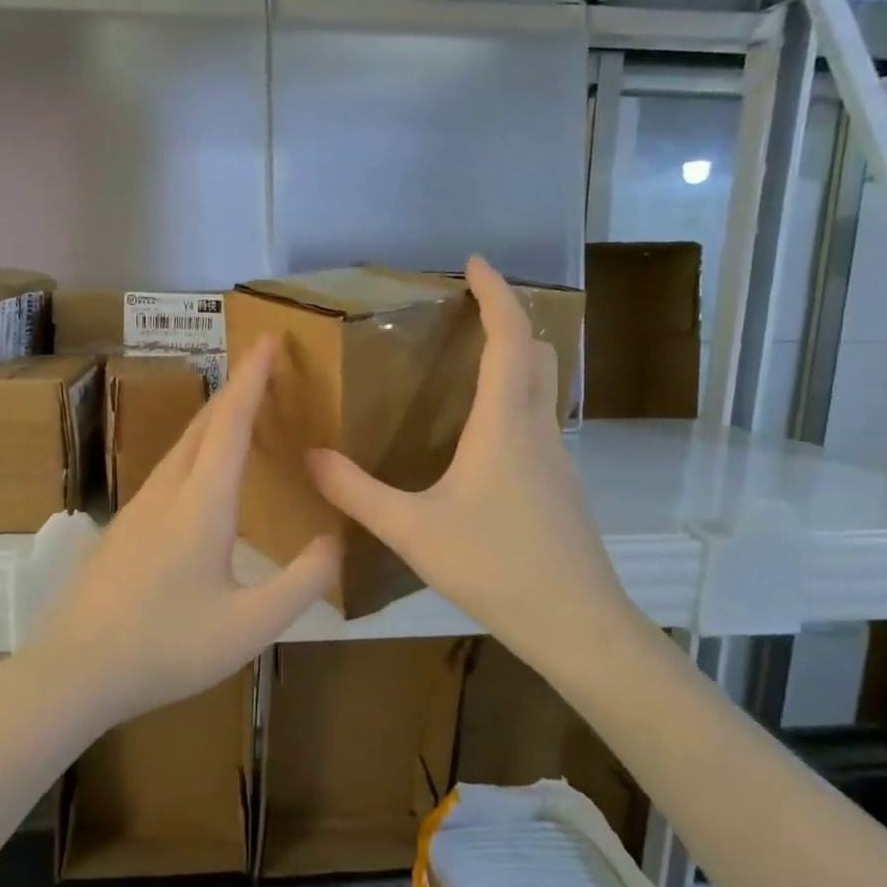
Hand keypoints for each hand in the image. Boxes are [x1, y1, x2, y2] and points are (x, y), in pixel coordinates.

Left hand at [29, 339, 339, 729]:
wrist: (75, 670)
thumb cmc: (167, 646)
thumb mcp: (250, 625)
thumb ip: (302, 582)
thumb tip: (334, 542)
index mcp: (202, 504)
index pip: (231, 423)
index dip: (252, 378)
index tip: (268, 338)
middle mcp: (166, 493)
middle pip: (202, 426)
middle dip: (234, 389)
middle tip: (262, 365)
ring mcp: (137, 509)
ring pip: (179, 447)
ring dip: (212, 419)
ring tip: (238, 410)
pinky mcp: (122, 530)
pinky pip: (166, 471)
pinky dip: (193, 451)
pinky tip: (198, 474)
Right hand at [307, 256, 636, 677]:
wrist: (576, 624)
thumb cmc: (495, 566)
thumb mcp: (411, 529)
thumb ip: (355, 491)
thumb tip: (310, 457)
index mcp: (505, 424)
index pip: (509, 338)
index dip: (496, 293)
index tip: (475, 263)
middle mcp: (538, 429)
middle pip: (539, 354)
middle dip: (510, 322)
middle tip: (469, 316)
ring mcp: (557, 459)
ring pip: (544, 390)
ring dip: (516, 363)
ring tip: (468, 370)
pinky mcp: (560, 488)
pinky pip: (539, 424)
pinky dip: (515, 404)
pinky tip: (480, 441)